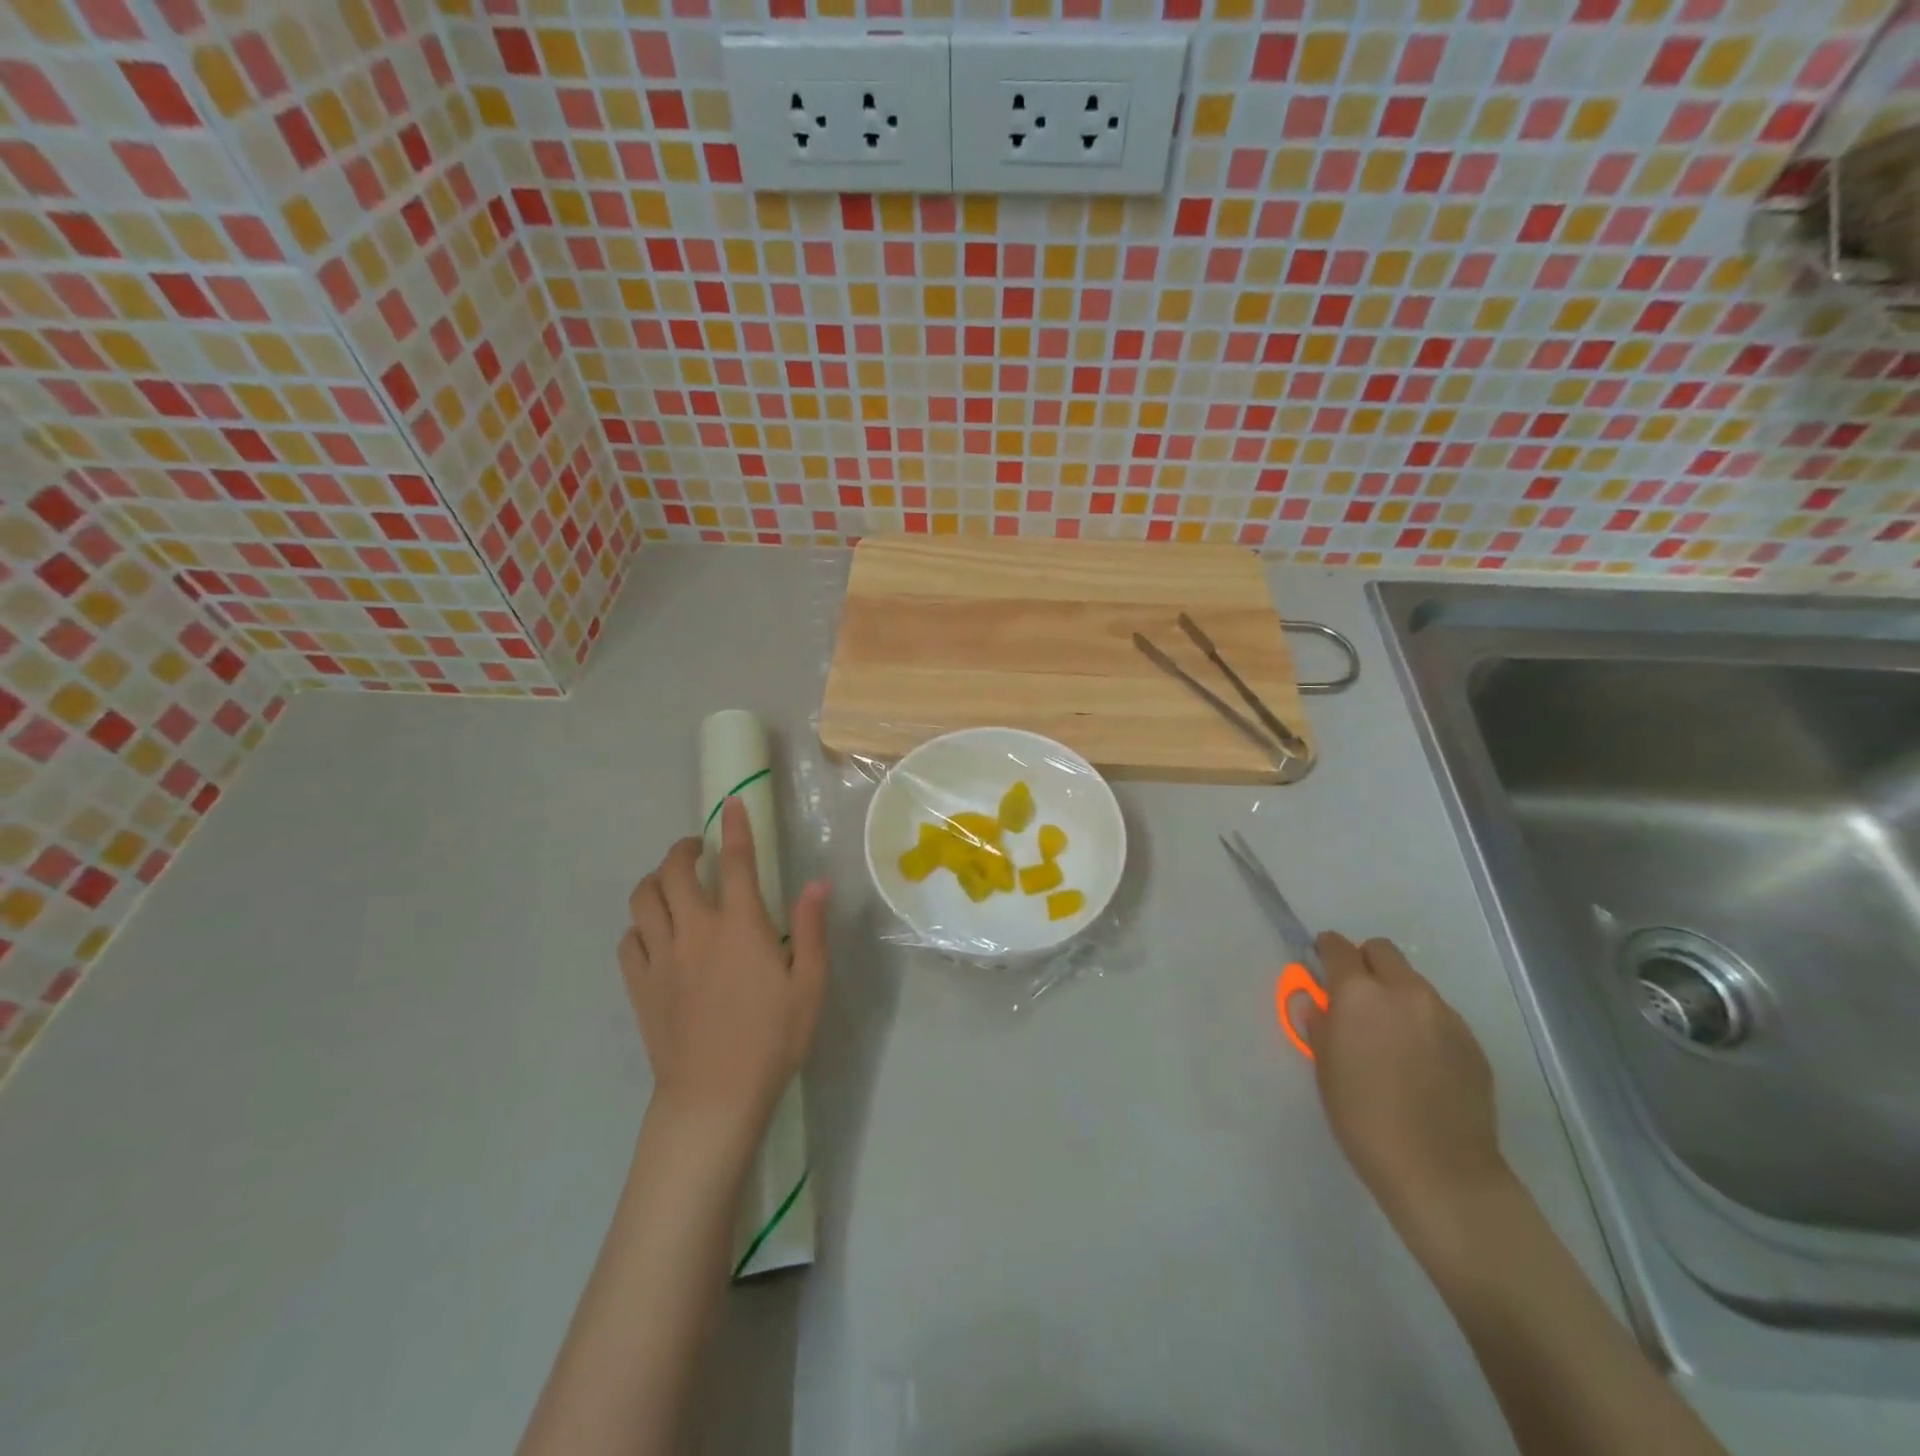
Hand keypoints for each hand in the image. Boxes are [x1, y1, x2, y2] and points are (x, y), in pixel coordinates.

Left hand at [618, 796, 830, 1140]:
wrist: (715, 1096)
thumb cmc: (773, 1039)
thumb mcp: (810, 984)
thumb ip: (812, 929)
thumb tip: (817, 884)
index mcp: (741, 926)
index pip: (737, 862)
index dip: (734, 827)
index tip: (730, 804)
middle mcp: (695, 930)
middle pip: (675, 871)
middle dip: (684, 849)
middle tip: (698, 850)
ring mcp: (662, 957)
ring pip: (643, 899)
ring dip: (656, 881)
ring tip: (671, 884)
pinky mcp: (640, 986)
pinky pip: (628, 941)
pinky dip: (639, 926)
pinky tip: (653, 933)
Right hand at [1300, 932, 1512, 1251]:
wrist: (1441, 1172)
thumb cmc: (1364, 1118)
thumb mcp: (1324, 1068)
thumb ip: (1318, 1023)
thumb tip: (1316, 1001)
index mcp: (1360, 994)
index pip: (1338, 947)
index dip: (1326, 951)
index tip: (1320, 965)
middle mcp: (1405, 992)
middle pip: (1382, 951)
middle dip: (1364, 963)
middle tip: (1355, 997)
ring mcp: (1444, 1015)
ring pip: (1413, 982)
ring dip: (1396, 993)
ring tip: (1390, 1036)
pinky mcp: (1472, 1042)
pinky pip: (1439, 1014)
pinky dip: (1423, 1023)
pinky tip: (1419, 1062)